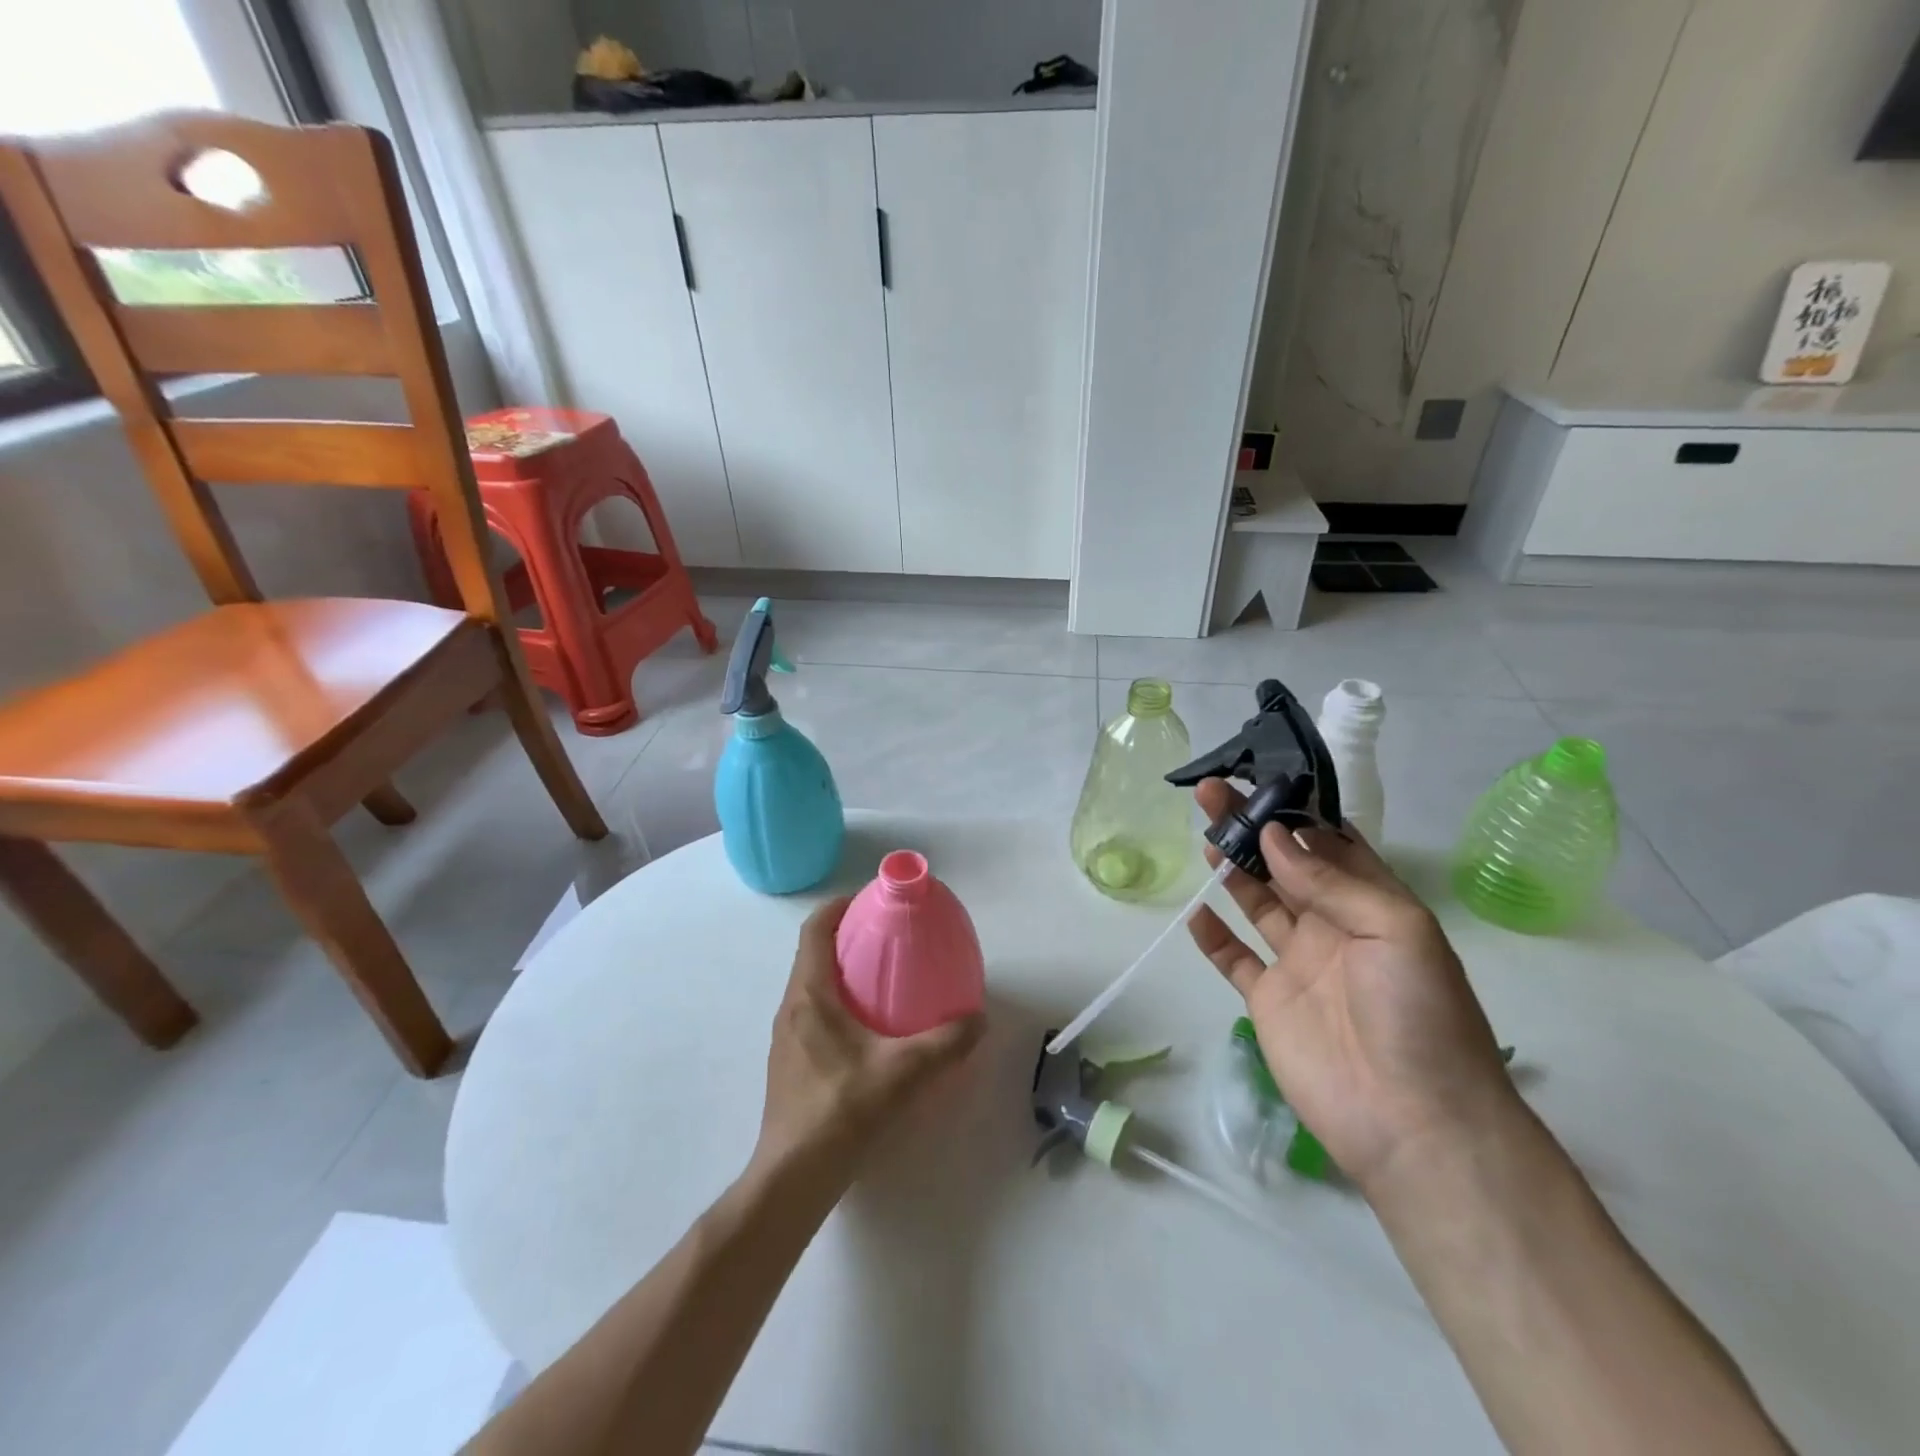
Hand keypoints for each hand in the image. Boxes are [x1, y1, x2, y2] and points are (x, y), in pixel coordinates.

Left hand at [753, 897, 984, 1191]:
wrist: (793, 1177)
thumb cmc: (842, 1111)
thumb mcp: (904, 1072)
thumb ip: (946, 1042)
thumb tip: (978, 1019)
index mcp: (809, 995)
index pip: (814, 930)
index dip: (838, 906)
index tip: (869, 900)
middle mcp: (791, 1008)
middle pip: (813, 955)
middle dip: (847, 938)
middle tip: (888, 939)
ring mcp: (785, 1038)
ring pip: (811, 987)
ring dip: (841, 973)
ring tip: (883, 981)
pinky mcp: (789, 1064)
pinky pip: (812, 1015)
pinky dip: (838, 1004)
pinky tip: (870, 1032)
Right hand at [1185, 780, 1519, 1201]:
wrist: (1413, 1123)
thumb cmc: (1418, 1015)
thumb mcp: (1396, 930)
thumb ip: (1331, 879)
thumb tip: (1272, 833)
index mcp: (1370, 904)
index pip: (1329, 843)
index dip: (1295, 811)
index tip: (1259, 779)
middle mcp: (1332, 926)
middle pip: (1283, 864)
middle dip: (1250, 827)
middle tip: (1211, 792)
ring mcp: (1297, 964)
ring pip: (1257, 901)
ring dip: (1231, 867)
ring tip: (1204, 833)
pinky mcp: (1268, 1000)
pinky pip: (1234, 959)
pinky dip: (1213, 935)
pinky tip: (1195, 910)